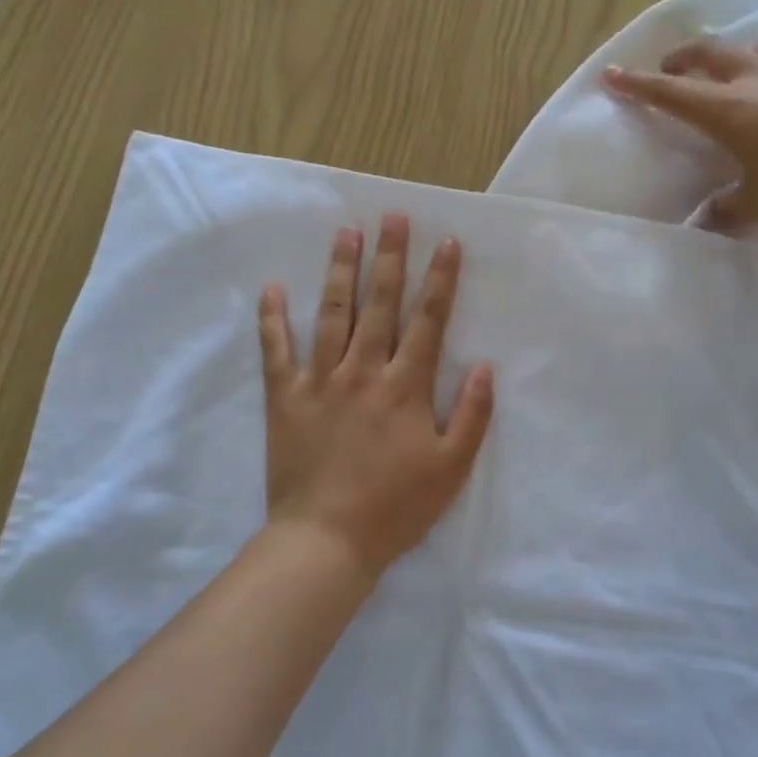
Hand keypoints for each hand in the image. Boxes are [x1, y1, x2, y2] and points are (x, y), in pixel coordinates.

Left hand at [258, 213, 494, 579]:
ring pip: (332, 314)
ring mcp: (321, 381)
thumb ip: (473, 415)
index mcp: (406, 386)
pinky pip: (277, 350)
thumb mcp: (452, 469)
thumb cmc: (396, 507)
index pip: (429, 320)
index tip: (447, 242)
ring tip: (345, 233)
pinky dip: (273, 318)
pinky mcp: (285, 398)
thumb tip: (485, 366)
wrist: (327, 540)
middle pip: (381, 304)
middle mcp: (364, 371)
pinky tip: (272, 288)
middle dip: (390, 257)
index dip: (441, 279)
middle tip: (392, 216)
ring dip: (341, 271)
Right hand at [601, 43, 757, 228]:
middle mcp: (752, 78)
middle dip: (679, 59)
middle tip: (668, 68)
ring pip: (744, 49)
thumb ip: (728, 209)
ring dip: (722, 56)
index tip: (611, 74)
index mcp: (726, 109)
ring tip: (719, 69)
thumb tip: (706, 219)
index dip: (637, 84)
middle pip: (705, 54)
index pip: (669, 92)